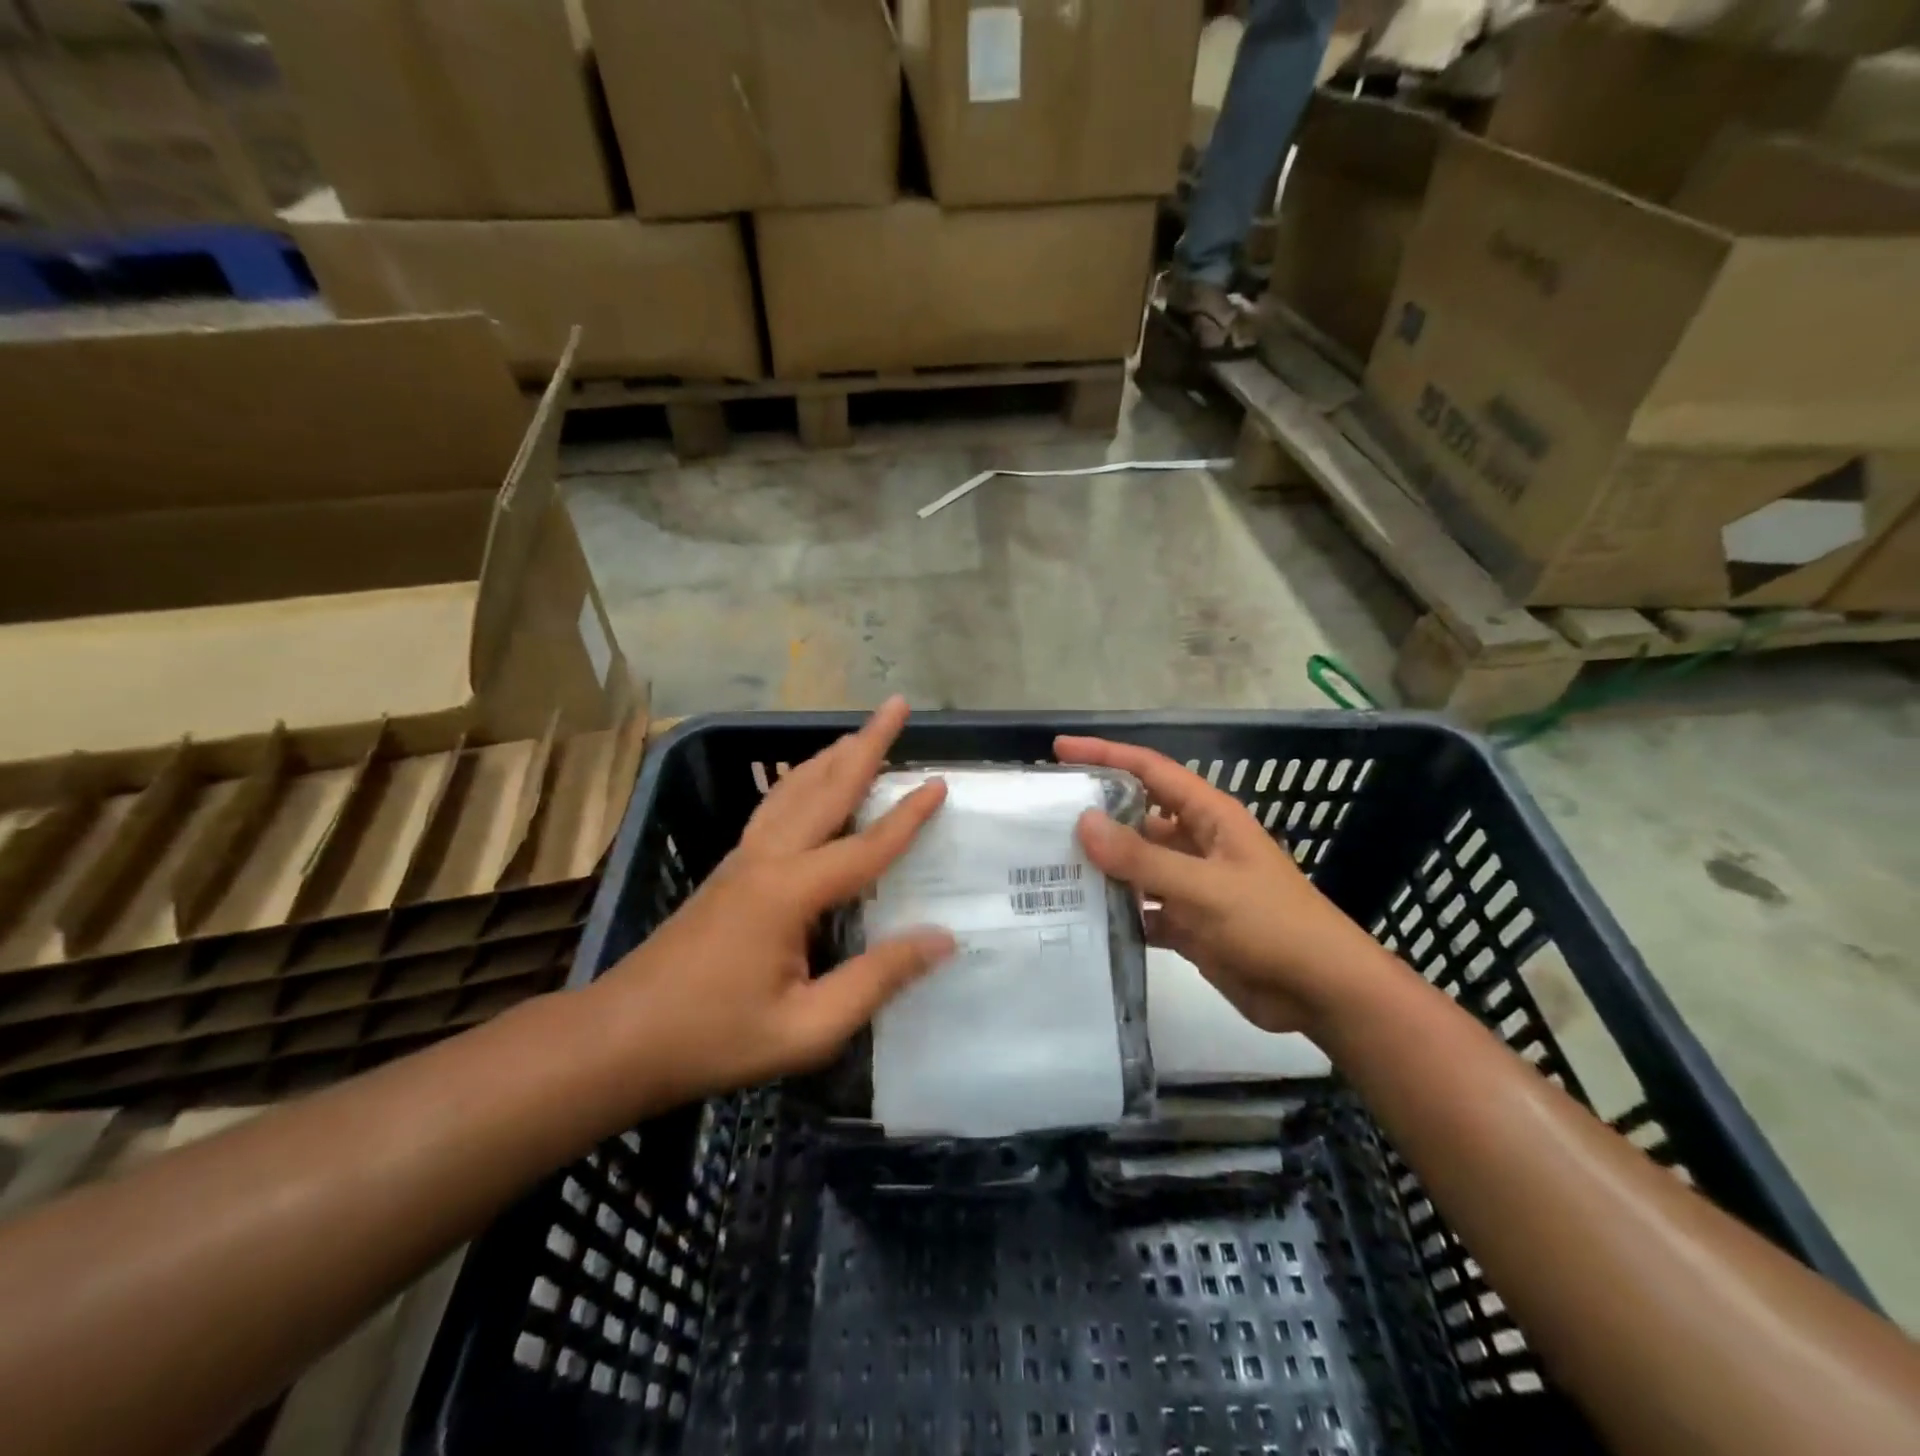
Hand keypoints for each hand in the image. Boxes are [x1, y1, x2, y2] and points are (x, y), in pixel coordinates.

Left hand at [595, 698, 953, 1102]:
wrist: (619, 1039)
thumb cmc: (714, 1038)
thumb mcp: (807, 1027)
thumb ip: (876, 980)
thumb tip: (941, 938)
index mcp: (789, 892)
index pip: (865, 847)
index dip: (907, 816)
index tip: (940, 782)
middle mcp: (765, 859)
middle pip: (825, 789)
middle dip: (865, 744)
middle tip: (896, 706)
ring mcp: (741, 860)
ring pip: (793, 790)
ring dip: (831, 756)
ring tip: (860, 733)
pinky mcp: (728, 871)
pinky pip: (774, 808)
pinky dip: (801, 781)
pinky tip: (807, 784)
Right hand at [1056, 736, 1394, 1034]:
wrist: (1321, 992)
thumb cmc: (1271, 924)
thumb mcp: (1204, 887)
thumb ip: (1143, 858)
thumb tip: (1083, 822)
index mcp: (1209, 817)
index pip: (1150, 771)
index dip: (1106, 755)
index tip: (1059, 750)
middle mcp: (1197, 843)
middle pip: (1137, 818)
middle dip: (1094, 816)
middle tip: (1041, 819)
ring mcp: (1192, 885)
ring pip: (1136, 865)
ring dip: (1101, 867)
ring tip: (1048, 867)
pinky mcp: (1189, 924)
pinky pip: (1142, 908)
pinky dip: (1116, 912)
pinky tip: (1080, 918)